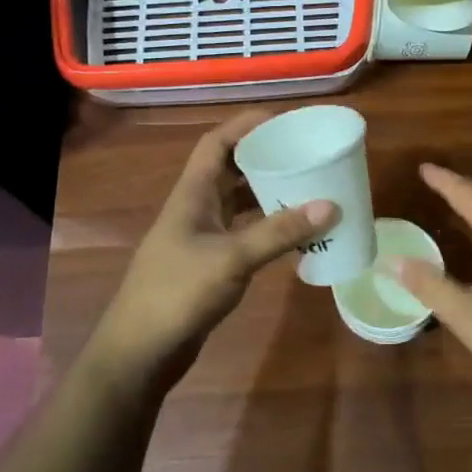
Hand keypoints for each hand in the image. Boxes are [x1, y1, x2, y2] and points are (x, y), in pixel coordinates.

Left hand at [89, 112, 336, 394]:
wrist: (141, 350)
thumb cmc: (178, 293)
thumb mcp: (231, 258)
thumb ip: (279, 232)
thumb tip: (330, 205)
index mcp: (193, 193)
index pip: (217, 142)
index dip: (247, 125)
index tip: (285, 121)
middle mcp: (197, 207)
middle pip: (231, 169)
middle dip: (265, 158)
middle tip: (306, 154)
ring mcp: (202, 236)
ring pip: (239, 202)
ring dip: (269, 193)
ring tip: (309, 188)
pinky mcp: (210, 262)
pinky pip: (244, 232)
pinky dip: (268, 228)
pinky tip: (295, 235)